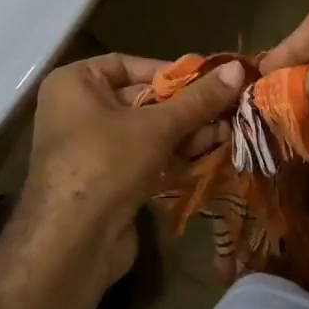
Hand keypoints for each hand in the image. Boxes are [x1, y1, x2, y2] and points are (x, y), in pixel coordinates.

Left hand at [18, 53, 246, 285]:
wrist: (72, 244)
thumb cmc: (107, 162)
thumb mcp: (157, 126)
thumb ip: (198, 99)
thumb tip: (237, 68)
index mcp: (75, 84)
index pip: (129, 65)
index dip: (170, 72)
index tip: (209, 79)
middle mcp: (78, 111)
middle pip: (142, 99)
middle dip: (186, 107)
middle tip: (228, 107)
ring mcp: (91, 149)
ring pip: (147, 131)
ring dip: (187, 132)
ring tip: (227, 132)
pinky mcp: (107, 181)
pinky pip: (144, 158)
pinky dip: (174, 155)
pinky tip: (209, 154)